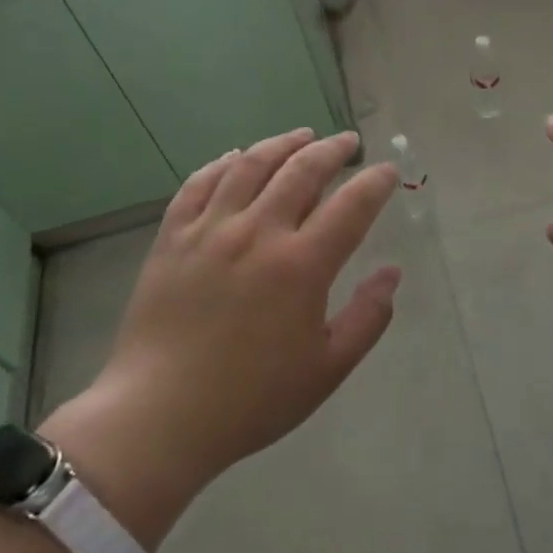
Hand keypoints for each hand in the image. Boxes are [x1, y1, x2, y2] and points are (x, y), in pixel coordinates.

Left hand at [42, 129, 398, 547]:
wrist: (159, 417)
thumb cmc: (252, 399)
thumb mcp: (326, 369)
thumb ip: (368, 317)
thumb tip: (393, 273)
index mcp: (301, 266)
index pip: (351, 205)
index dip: (375, 182)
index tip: (387, 171)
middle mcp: (258, 233)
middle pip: (302, 170)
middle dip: (332, 149)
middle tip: (348, 142)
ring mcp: (210, 230)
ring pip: (251, 165)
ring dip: (282, 143)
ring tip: (302, 135)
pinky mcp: (172, 237)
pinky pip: (199, 184)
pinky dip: (223, 163)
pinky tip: (237, 156)